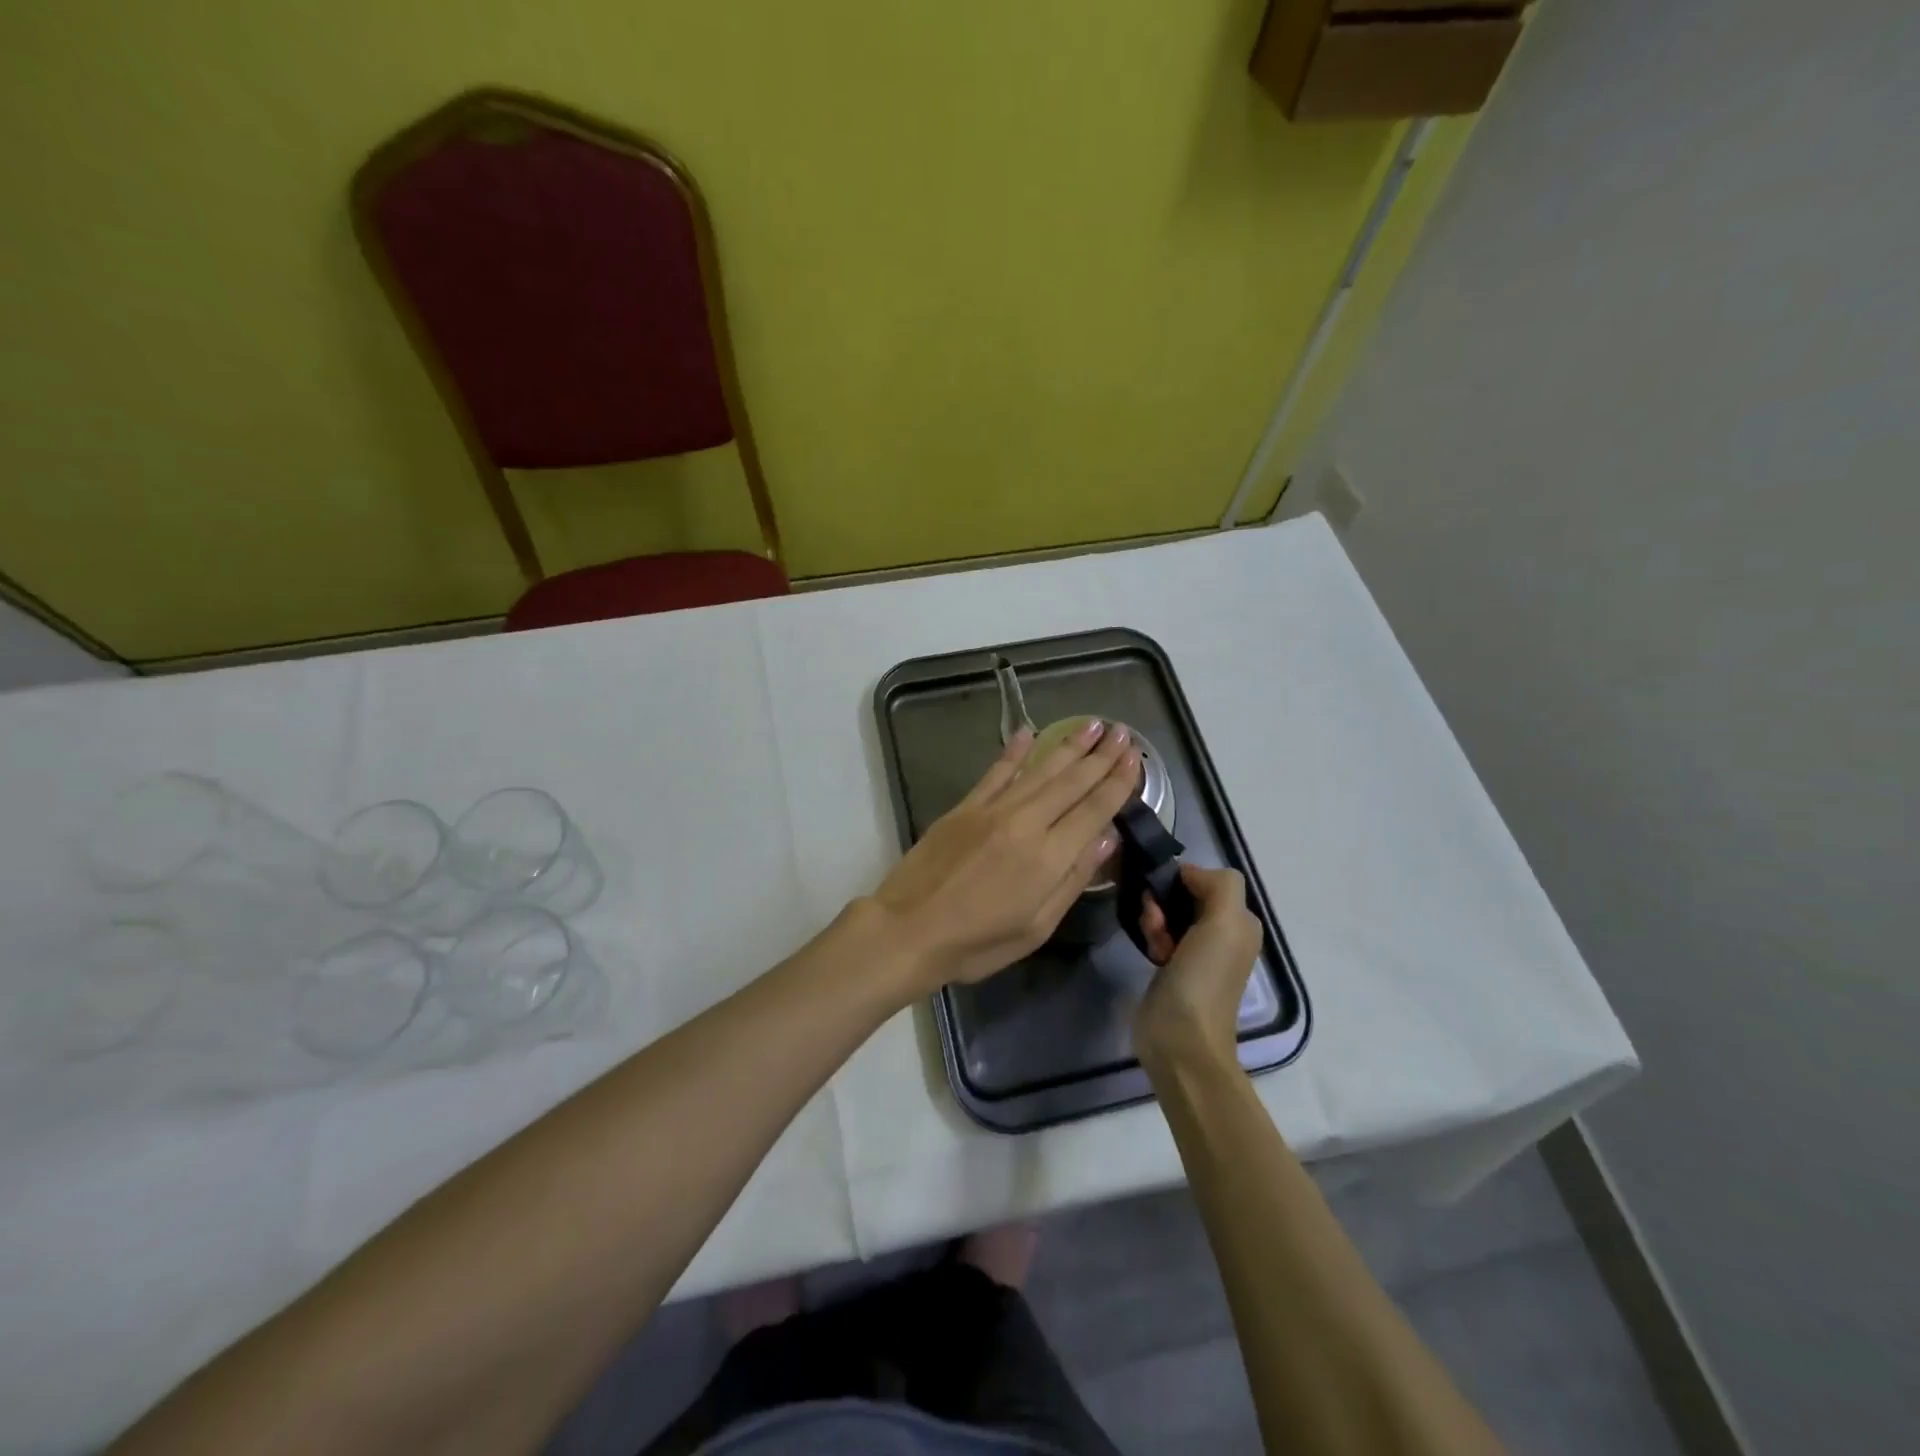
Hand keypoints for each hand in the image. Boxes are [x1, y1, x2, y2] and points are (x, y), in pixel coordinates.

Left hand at [871, 720, 1141, 990]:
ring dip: (1068, 746)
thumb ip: (1073, 880)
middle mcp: (1026, 823)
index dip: (1118, 783)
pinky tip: (1029, 732)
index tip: (1135, 759)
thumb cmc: (976, 943)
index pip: (1094, 810)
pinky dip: (1014, 752)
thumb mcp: (1036, 928)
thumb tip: (1106, 839)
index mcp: (1049, 858)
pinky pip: (996, 772)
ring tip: (1092, 724)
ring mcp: (992, 810)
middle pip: (1072, 782)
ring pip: (1039, 770)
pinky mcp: (965, 807)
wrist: (908, 929)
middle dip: (1101, 756)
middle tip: (1122, 732)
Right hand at [1134, 865, 1263, 1069]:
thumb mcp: (1225, 922)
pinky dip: (1152, 938)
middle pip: (1185, 894)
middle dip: (1165, 902)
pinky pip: (1159, 934)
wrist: (1181, 1038)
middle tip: (1156, 922)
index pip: (1209, 878)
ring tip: (1154, 943)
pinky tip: (1151, 954)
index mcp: (1241, 922)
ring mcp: (1197, 951)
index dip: (1185, 880)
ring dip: (1155, 920)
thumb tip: (1186, 873)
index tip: (1166, 897)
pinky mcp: (1173, 966)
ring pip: (1168, 913)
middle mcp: (1224, 933)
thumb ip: (1218, 884)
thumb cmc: (1204, 977)